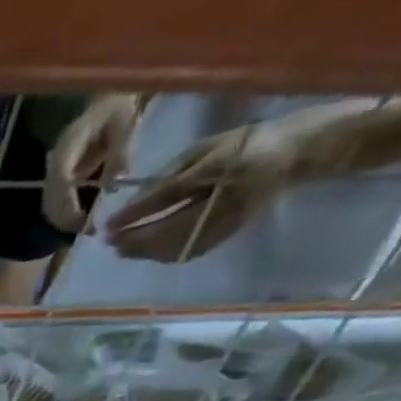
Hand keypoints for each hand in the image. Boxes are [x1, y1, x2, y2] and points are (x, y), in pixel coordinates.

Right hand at [42, 93, 143, 233]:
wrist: (107, 101)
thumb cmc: (119, 108)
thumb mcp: (126, 123)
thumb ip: (120, 151)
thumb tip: (113, 185)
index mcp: (69, 145)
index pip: (60, 180)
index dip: (67, 204)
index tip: (83, 221)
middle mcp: (54, 161)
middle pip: (50, 199)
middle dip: (66, 219)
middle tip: (89, 231)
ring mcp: (53, 172)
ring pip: (49, 205)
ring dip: (64, 221)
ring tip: (86, 228)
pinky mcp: (57, 179)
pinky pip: (55, 203)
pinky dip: (65, 216)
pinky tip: (81, 220)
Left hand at [104, 118, 301, 263]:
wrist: (292, 155)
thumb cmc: (243, 145)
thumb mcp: (205, 149)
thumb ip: (171, 174)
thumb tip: (135, 203)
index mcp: (221, 166)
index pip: (168, 195)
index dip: (135, 213)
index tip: (109, 224)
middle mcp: (225, 197)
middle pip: (169, 228)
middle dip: (135, 238)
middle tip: (108, 241)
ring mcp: (227, 220)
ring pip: (177, 245)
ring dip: (144, 251)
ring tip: (120, 249)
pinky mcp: (227, 234)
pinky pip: (188, 251)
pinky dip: (162, 254)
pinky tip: (144, 253)